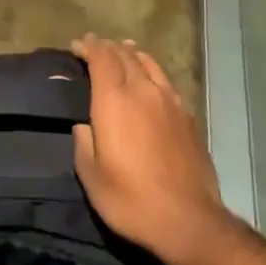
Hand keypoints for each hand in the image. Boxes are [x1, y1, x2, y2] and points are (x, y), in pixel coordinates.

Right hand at [72, 34, 225, 264]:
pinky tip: (151, 80)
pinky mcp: (188, 116)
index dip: (88, 46)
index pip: (101, 58)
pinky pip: (165, 81)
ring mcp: (170, 102)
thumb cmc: (130, 199)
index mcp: (114, 101)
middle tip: (96, 46)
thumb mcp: (91, 176)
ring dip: (132, 53)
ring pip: (149, 64)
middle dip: (108, 47)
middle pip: (125, 56)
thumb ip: (83, 142)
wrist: (188, 220)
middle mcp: (143, 91)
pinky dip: (152, 71)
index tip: (78, 44)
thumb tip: (84, 125)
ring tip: (125, 50)